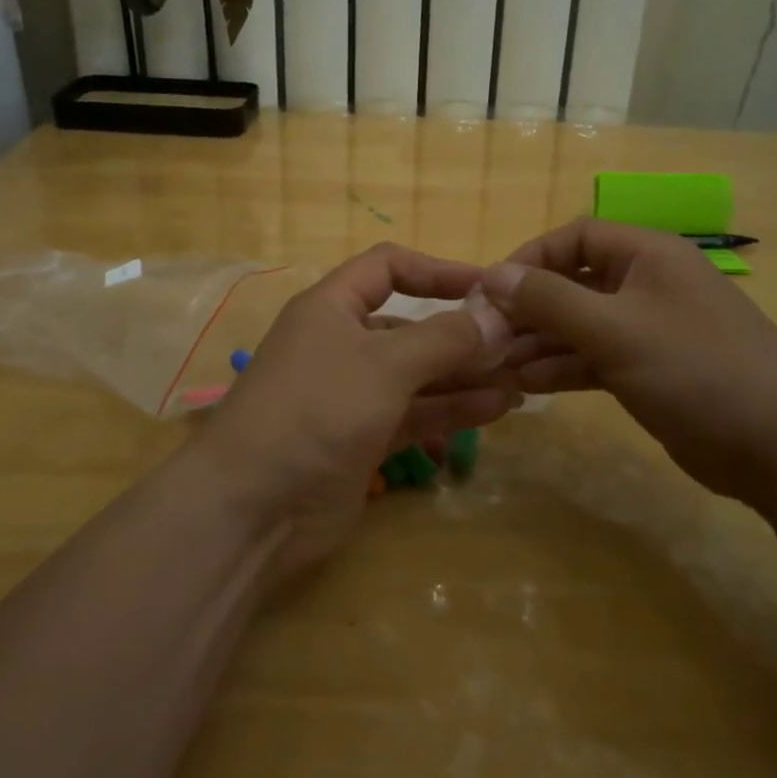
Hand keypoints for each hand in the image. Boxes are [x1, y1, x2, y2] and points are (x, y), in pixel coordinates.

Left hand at [190, 244, 516, 579]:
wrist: (253, 509)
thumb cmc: (316, 410)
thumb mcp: (384, 364)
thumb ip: (444, 338)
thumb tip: (495, 315)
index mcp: (332, 308)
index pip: (388, 268)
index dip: (437, 270)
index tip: (488, 286)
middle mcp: (342, 344)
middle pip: (411, 327)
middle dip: (463, 334)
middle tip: (520, 344)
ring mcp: (352, 395)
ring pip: (418, 375)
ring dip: (466, 376)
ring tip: (522, 378)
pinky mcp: (363, 440)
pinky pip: (415, 414)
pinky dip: (452, 410)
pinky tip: (497, 409)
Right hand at [481, 218, 776, 504]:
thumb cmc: (696, 369)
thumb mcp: (615, 330)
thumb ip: (549, 300)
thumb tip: (493, 275)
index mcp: (647, 255)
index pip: (574, 237)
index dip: (529, 259)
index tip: (491, 292)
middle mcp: (647, 284)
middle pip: (574, 283)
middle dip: (529, 308)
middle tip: (486, 338)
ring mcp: (650, 329)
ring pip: (581, 325)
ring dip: (540, 342)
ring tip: (497, 366)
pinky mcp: (651, 370)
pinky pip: (596, 357)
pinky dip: (564, 367)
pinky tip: (528, 384)